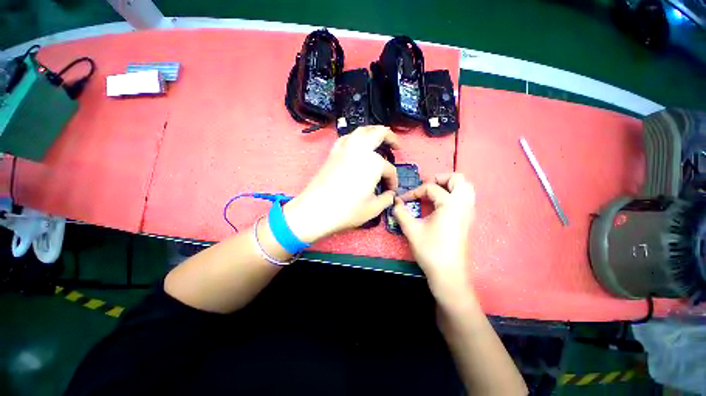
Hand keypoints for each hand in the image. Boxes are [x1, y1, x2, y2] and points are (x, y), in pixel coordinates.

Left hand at [283, 126, 398, 242]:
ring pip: (361, 130)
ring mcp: (344, 149)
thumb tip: (390, 194)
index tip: (391, 191)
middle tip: (396, 145)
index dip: (393, 181)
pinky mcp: (333, 153)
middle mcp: (360, 150)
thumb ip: (386, 199)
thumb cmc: (346, 210)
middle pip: (378, 133)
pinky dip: (355, 137)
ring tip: (378, 140)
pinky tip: (357, 145)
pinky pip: (346, 138)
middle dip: (390, 137)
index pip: (389, 170)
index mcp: (373, 163)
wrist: (315, 210)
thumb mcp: (373, 209)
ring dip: (373, 132)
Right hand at [393, 173, 475, 297]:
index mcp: (451, 204)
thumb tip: (395, 202)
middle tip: (426, 187)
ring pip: (466, 188)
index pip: (431, 188)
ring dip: (450, 186)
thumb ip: (401, 212)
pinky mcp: (469, 221)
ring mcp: (469, 212)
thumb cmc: (430, 250)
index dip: (414, 192)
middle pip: (458, 179)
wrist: (449, 275)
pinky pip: (465, 199)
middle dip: (440, 178)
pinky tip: (440, 206)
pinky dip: (454, 195)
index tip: (403, 200)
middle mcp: (464, 204)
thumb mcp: (412, 230)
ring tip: (434, 193)